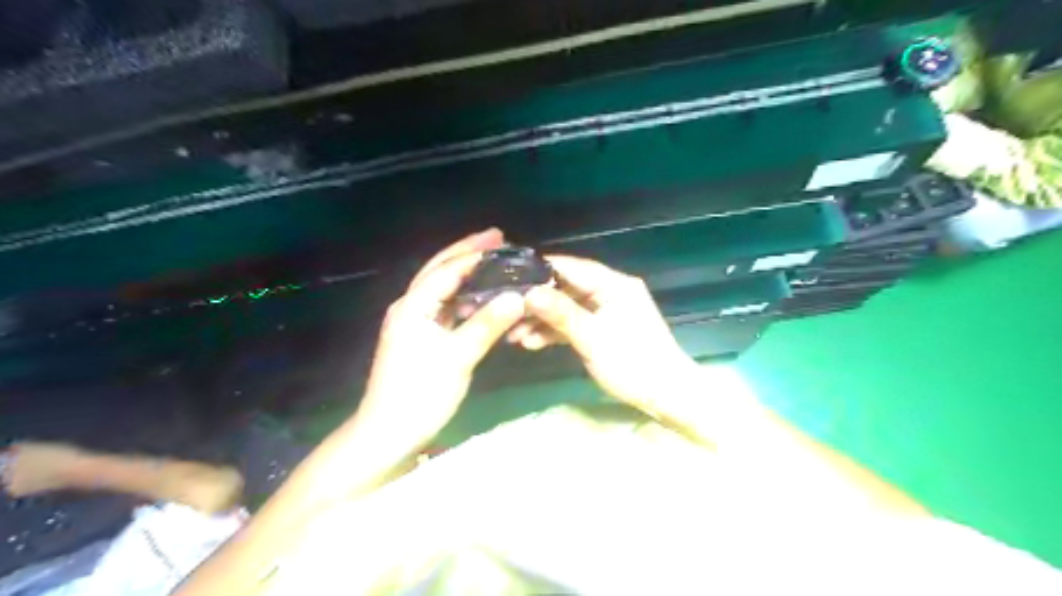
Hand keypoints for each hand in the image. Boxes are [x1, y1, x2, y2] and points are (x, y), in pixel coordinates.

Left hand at [352, 227, 526, 447]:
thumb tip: (518, 297)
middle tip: (496, 237)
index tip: (502, 239)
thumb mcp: (458, 358)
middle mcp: (410, 306)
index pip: (448, 270)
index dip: (475, 254)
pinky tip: (481, 296)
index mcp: (414, 306)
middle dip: (467, 252)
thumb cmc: (420, 393)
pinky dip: (463, 296)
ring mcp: (413, 321)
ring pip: (442, 287)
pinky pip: (444, 306)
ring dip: (465, 272)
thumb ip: (487, 324)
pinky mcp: (419, 336)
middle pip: (439, 270)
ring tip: (493, 260)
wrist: (388, 432)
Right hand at [513, 257, 698, 415]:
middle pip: (565, 289)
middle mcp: (609, 292)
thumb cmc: (633, 362)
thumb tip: (528, 293)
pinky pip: (573, 324)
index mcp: (614, 285)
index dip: (540, 271)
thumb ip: (561, 314)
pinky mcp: (601, 330)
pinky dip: (554, 333)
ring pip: (566, 309)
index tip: (509, 277)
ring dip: (542, 321)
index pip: (571, 268)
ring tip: (513, 335)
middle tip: (507, 312)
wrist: (664, 395)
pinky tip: (531, 343)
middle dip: (537, 302)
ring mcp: (605, 312)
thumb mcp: (593, 338)